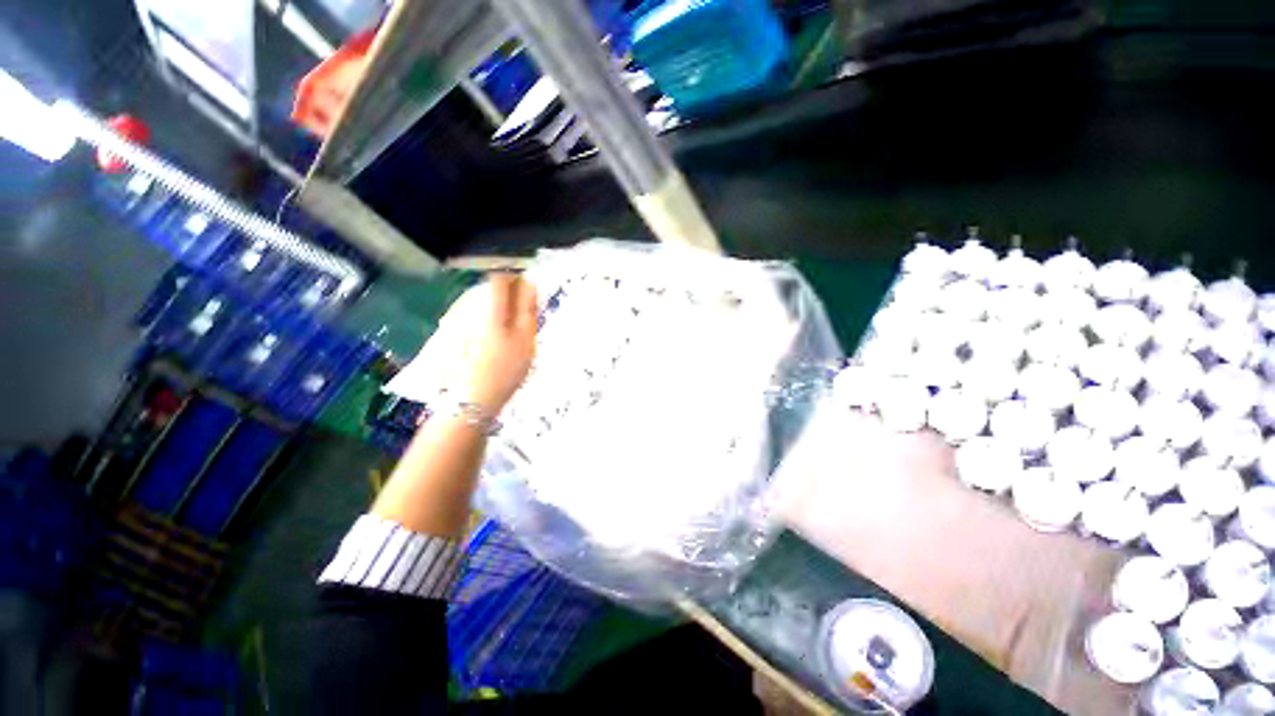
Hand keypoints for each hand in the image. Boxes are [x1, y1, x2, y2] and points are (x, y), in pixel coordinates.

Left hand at [433, 273, 537, 412]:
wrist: (472, 401)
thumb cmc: (505, 369)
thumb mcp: (525, 339)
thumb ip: (527, 309)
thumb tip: (529, 284)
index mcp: (488, 307)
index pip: (499, 277)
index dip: (515, 281)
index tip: (526, 295)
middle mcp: (467, 308)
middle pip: (488, 289)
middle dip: (507, 298)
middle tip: (521, 320)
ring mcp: (455, 321)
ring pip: (479, 303)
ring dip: (495, 310)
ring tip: (507, 334)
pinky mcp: (448, 334)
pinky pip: (469, 317)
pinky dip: (483, 322)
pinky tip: (490, 342)